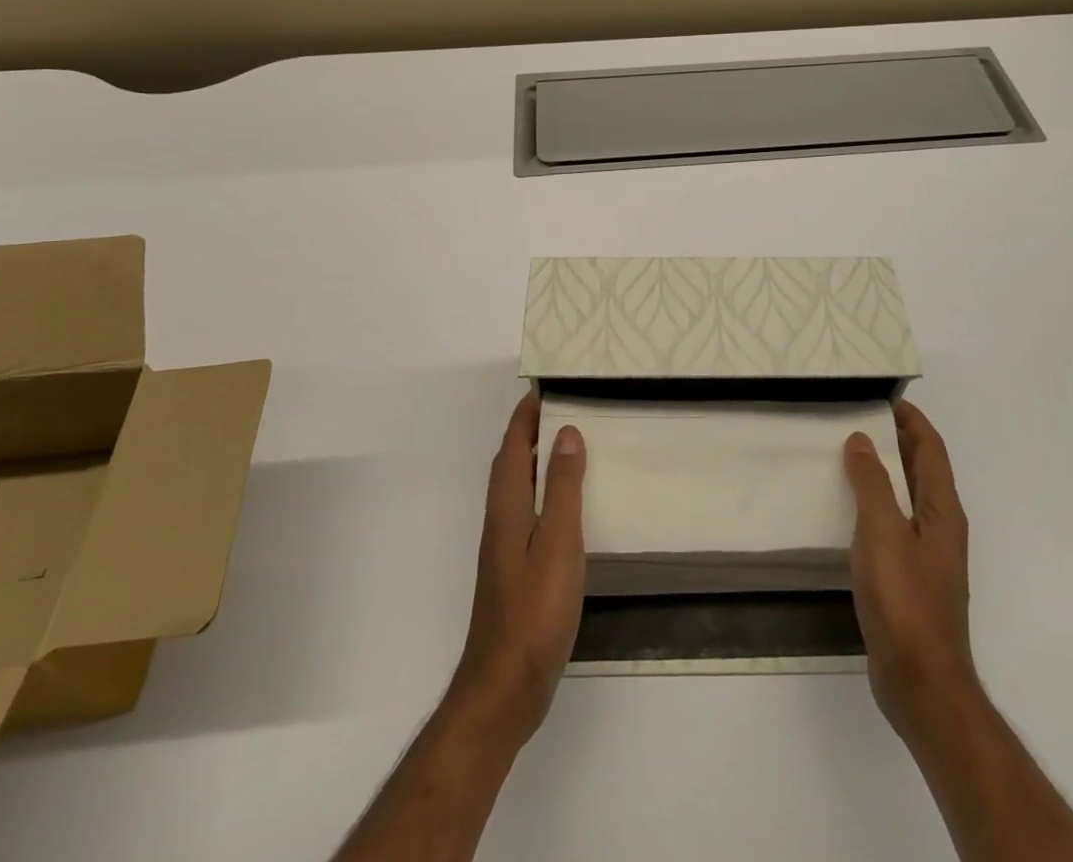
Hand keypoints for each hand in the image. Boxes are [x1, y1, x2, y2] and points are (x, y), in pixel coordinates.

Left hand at [449, 391, 586, 748]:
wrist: (505, 686)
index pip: (513, 444)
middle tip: (565, 408)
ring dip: (537, 459)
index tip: (545, 386)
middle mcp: (501, 518)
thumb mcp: (558, 541)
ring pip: (519, 486)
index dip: (526, 414)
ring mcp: (505, 546)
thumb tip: (567, 433)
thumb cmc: (535, 609)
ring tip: (571, 444)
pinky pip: (529, 510)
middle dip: (531, 430)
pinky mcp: (515, 569)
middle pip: (511, 461)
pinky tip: (568, 505)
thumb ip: (563, 487)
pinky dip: (545, 490)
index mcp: (508, 505)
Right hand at [844, 399, 978, 752]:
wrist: (921, 682)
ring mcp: (927, 556)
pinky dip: (874, 505)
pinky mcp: (910, 580)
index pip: (931, 450)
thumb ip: (872, 482)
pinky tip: (847, 511)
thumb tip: (862, 440)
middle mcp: (940, 528)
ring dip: (883, 473)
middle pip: (922, 471)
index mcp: (942, 511)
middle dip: (896, 441)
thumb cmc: (904, 599)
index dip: (912, 421)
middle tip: (856, 420)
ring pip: (906, 498)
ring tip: (845, 456)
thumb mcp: (882, 531)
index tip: (885, 398)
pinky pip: (893, 525)